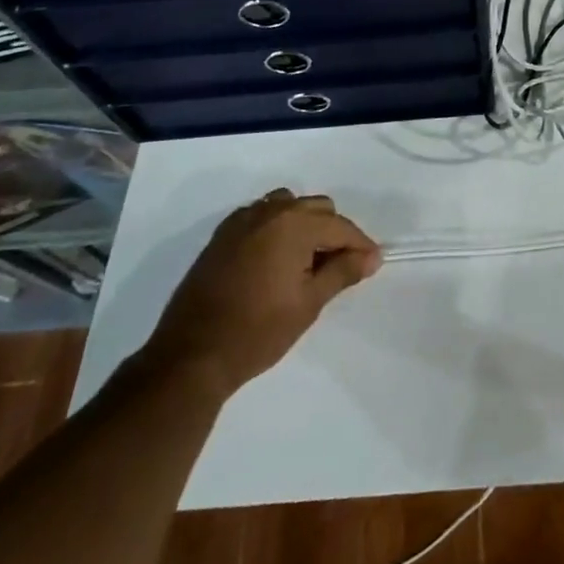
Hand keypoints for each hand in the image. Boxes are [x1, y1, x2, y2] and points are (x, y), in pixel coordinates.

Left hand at [144, 189, 381, 396]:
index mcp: (294, 223)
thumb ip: (343, 272)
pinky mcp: (222, 235)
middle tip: (339, 267)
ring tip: (307, 260)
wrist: (191, 357)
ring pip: (289, 206)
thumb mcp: (309, 303)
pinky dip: (277, 228)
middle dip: (333, 233)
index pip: (340, 226)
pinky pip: (261, 216)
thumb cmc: (258, 331)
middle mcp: (270, 211)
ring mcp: (242, 220)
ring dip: (305, 225)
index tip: (372, 263)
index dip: (360, 245)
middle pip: (317, 209)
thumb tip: (372, 256)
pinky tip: (276, 258)